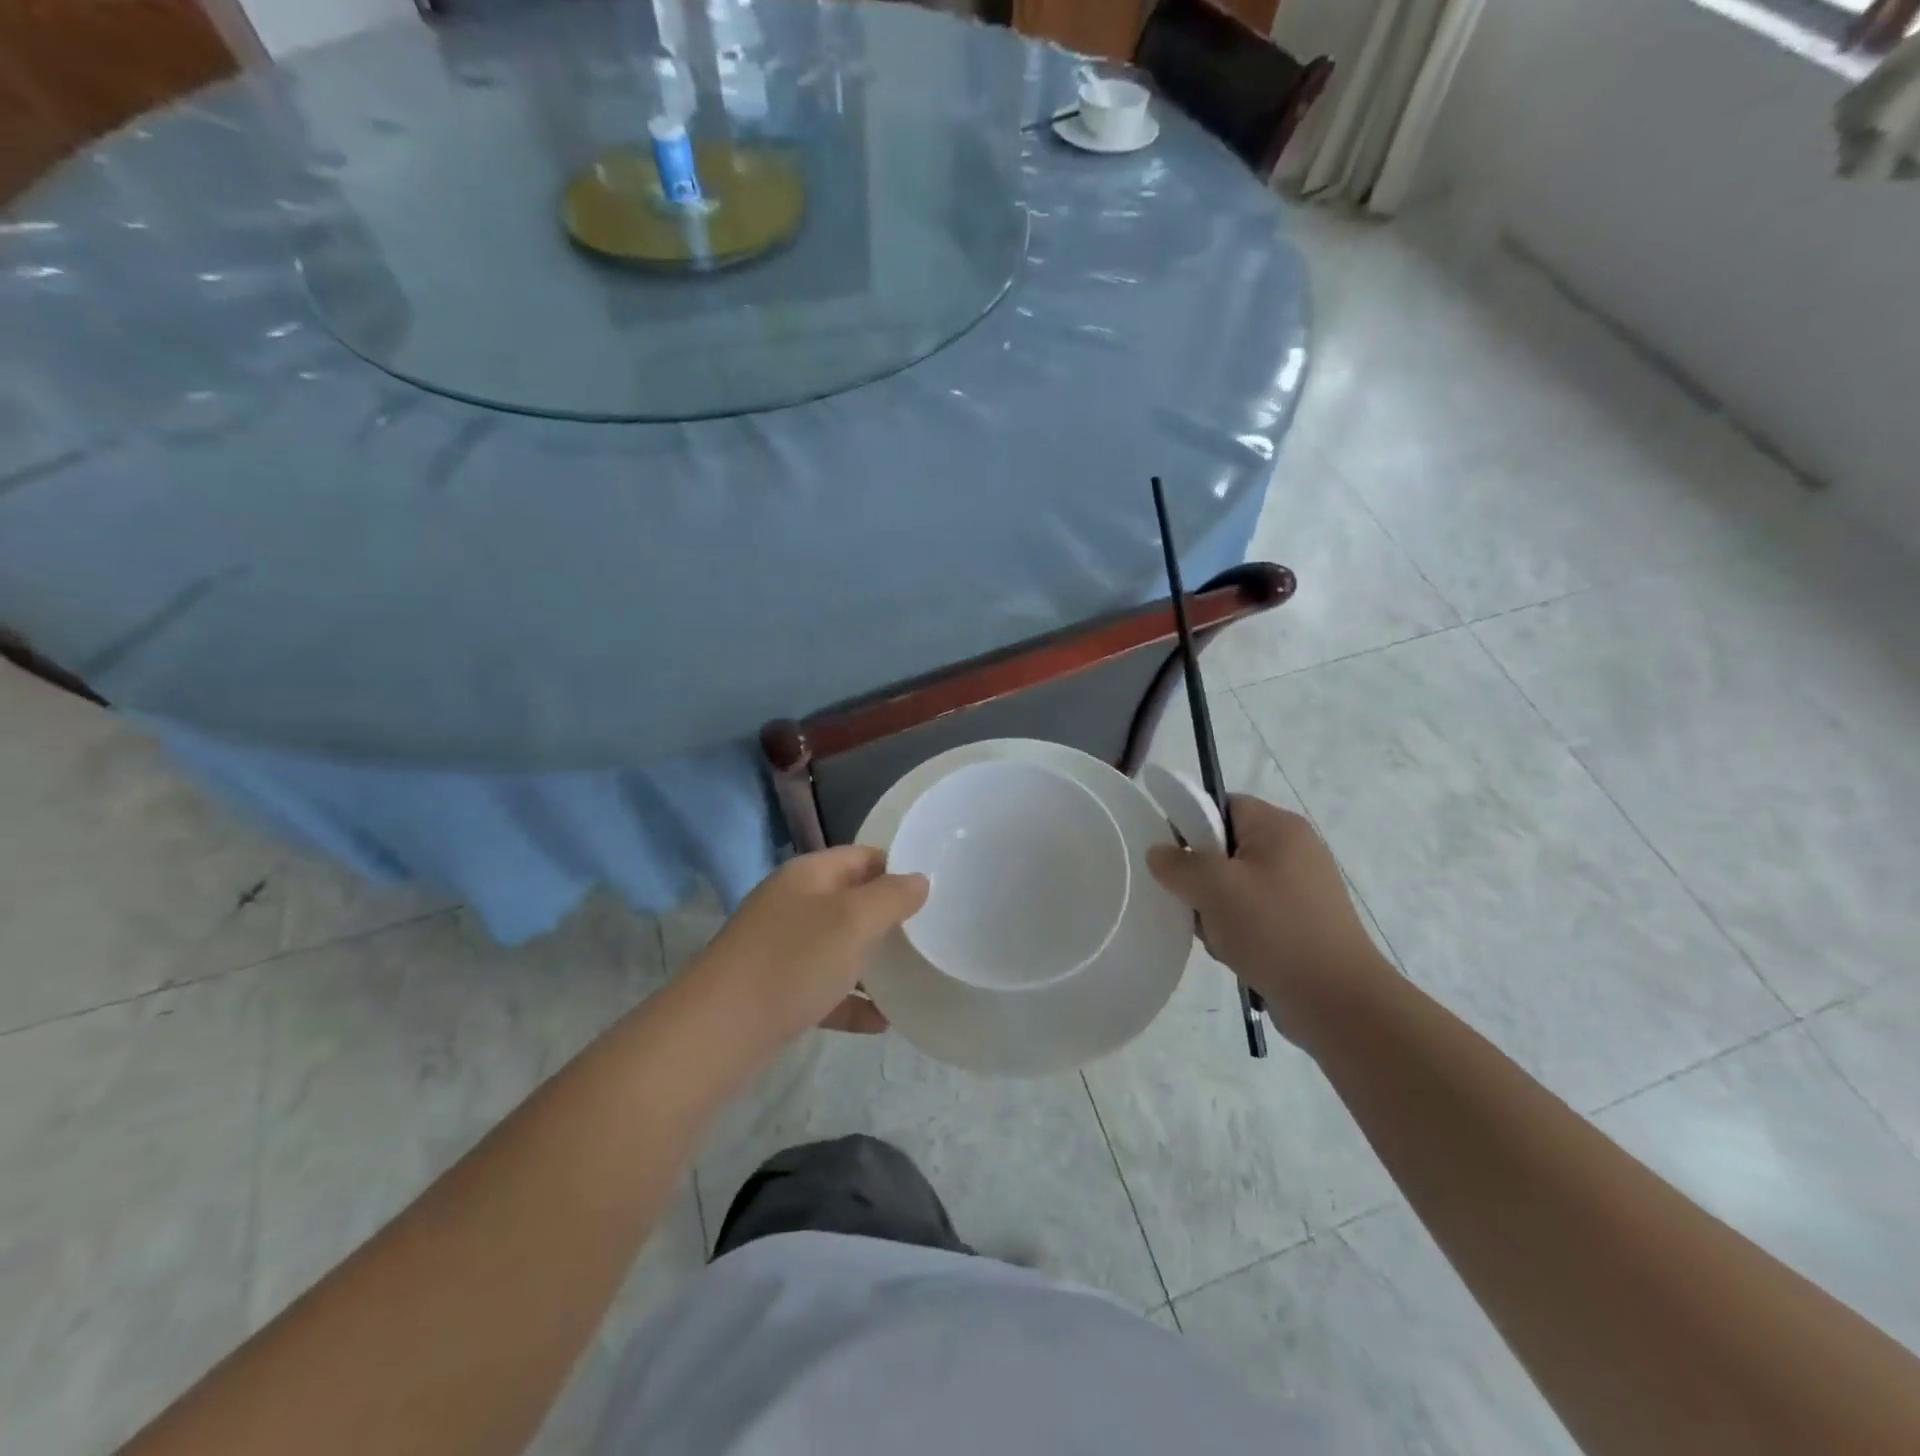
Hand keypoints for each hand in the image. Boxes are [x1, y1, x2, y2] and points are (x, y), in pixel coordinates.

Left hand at [695, 846, 928, 1046]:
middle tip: (928, 937)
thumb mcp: (852, 921)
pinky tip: (880, 1022)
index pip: (862, 856)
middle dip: (888, 918)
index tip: (934, 894)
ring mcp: (780, 948)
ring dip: (872, 962)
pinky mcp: (775, 990)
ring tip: (912, 978)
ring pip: (838, 946)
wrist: (715, 1033)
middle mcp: (792, 904)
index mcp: (808, 875)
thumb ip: (891, 897)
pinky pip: (823, 988)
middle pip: (851, 901)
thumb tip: (919, 879)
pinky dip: (850, 1001)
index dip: (897, 869)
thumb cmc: (792, 962)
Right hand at [1146, 795, 1388, 1044]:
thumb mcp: (1214, 887)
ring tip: (1216, 934)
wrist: (1336, 1001)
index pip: (1222, 805)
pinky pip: (1253, 914)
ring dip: (1215, 908)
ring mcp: (1301, 890)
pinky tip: (1234, 952)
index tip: (1172, 857)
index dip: (1191, 824)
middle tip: (1193, 901)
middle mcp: (1294, 850)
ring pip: (1235, 885)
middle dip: (1201, 876)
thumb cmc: (1273, 929)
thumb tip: (1158, 853)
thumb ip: (1178, 863)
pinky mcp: (1301, 924)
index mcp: (1279, 827)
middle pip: (1225, 847)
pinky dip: (1236, 930)